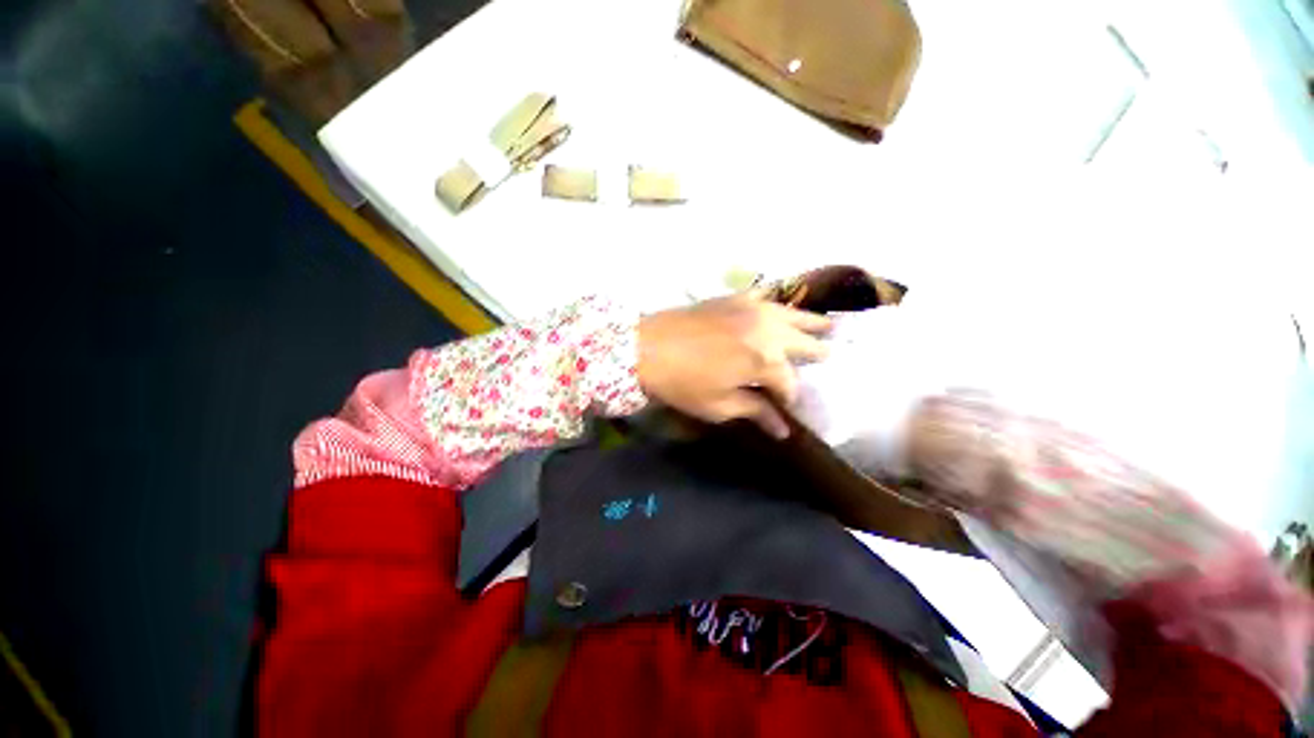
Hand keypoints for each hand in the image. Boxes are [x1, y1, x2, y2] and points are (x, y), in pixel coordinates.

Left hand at [637, 292, 831, 438]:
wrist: (647, 347)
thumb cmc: (682, 383)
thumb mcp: (719, 406)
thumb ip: (756, 411)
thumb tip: (783, 430)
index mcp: (765, 362)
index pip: (789, 385)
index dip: (790, 399)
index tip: (788, 408)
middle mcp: (768, 332)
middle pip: (803, 344)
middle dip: (816, 355)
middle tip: (828, 358)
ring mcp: (754, 310)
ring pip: (793, 316)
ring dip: (811, 324)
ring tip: (829, 327)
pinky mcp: (736, 298)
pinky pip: (767, 298)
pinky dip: (780, 306)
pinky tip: (785, 308)